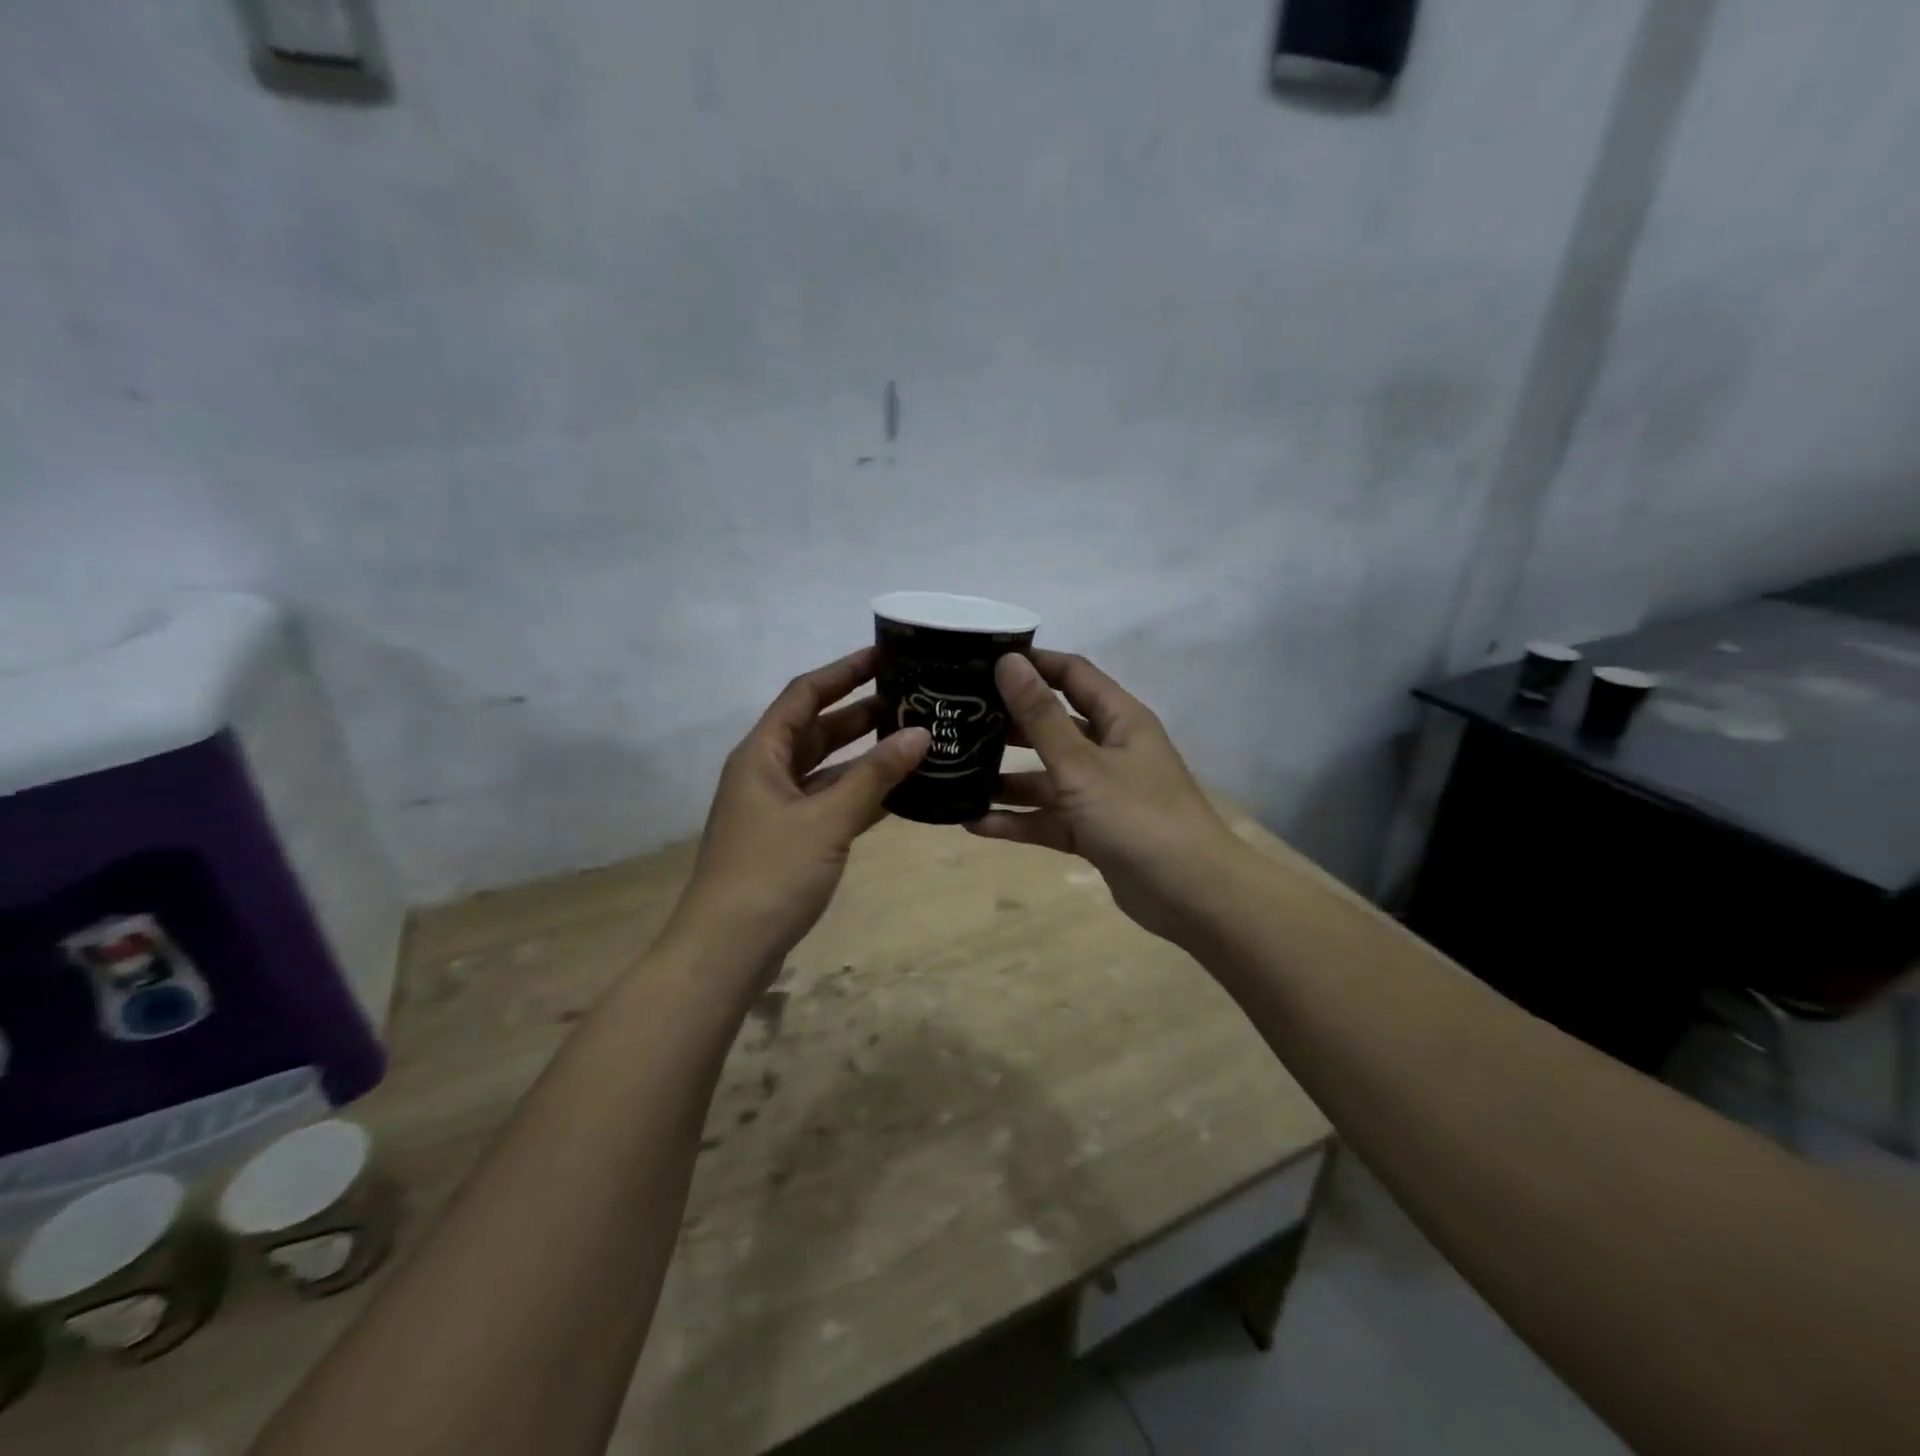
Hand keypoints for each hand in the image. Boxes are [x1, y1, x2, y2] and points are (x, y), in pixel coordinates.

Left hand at [664, 647, 928, 982]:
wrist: (726, 950)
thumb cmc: (771, 873)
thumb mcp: (827, 819)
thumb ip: (875, 776)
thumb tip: (921, 733)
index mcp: (762, 754)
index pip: (804, 695)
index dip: (843, 672)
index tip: (884, 655)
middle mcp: (766, 773)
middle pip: (816, 729)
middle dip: (860, 712)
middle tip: (912, 698)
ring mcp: (777, 809)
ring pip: (826, 768)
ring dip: (864, 754)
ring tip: (914, 738)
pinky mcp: (790, 839)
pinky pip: (829, 801)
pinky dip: (860, 793)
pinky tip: (899, 791)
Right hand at [968, 650, 1244, 946]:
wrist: (1190, 895)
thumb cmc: (1138, 816)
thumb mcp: (1082, 764)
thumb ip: (1041, 717)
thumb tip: (1008, 662)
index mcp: (1119, 719)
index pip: (1072, 674)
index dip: (1033, 664)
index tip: (982, 661)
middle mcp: (1110, 749)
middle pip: (1053, 726)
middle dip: (1009, 724)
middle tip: (959, 719)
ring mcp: (1101, 793)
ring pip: (1046, 777)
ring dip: (1006, 778)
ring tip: (956, 773)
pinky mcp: (1092, 830)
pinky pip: (1048, 817)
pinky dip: (1018, 820)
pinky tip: (974, 823)